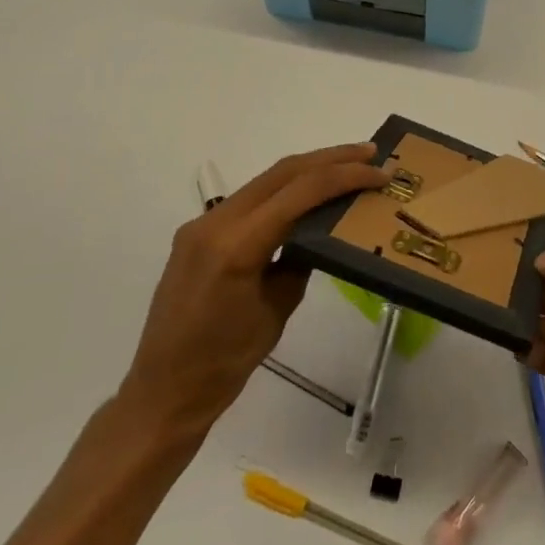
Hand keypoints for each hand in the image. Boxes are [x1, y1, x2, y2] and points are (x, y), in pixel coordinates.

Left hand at [116, 143, 388, 444]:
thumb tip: (323, 230)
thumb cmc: (226, 363)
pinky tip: (308, 194)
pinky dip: (284, 190)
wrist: (164, 391)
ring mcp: (202, 225)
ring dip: (309, 169)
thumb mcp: (278, 309)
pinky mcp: (198, 234)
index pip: (300, 191)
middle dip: (331, 158)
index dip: (345, 176)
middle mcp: (215, 223)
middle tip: (372, 153)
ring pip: (266, 180)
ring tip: (349, 165)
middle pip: (283, 172)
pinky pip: (250, 200)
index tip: (380, 173)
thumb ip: (301, 260)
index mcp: (236, 246)